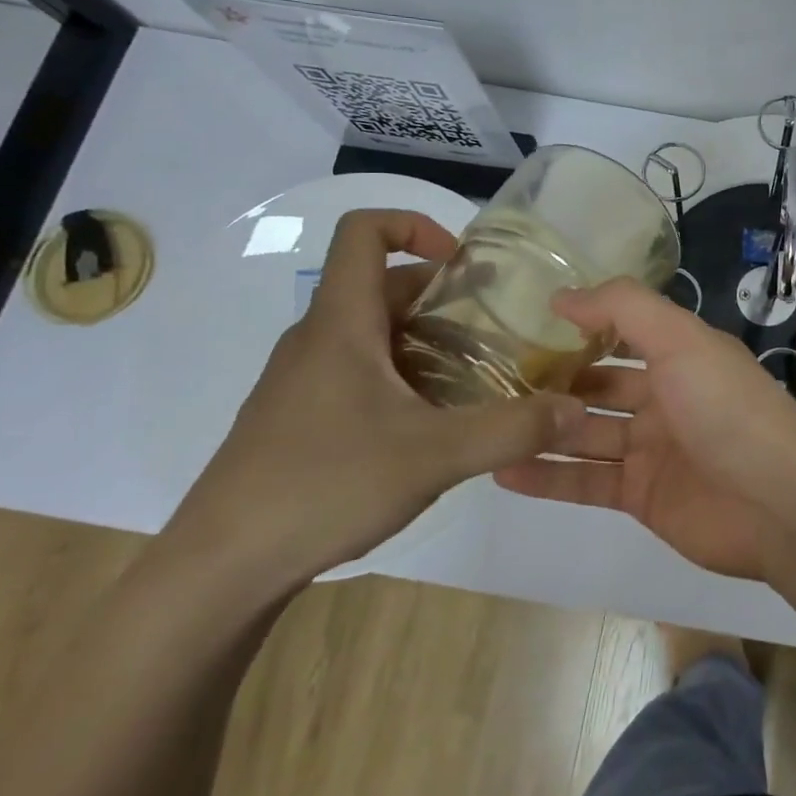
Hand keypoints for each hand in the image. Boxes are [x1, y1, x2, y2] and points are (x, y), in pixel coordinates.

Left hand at [167, 209, 586, 588]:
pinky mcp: (300, 416)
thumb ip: (511, 430)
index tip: (464, 264)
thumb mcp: (433, 456)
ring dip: (426, 338)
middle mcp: (318, 339)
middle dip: (444, 295)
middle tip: (496, 328)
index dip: (415, 224)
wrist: (219, 570)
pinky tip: (432, 424)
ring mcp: (303, 379)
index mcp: (340, 323)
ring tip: (476, 375)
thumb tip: (576, 409)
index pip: (363, 230)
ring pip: (373, 331)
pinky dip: (403, 373)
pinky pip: (359, 369)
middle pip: (382, 284)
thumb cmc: (322, 487)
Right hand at [493, 279, 795, 580]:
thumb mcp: (679, 338)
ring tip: (486, 423)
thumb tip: (562, 295)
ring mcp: (652, 450)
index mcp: (679, 355)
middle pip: (598, 387)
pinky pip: (586, 483)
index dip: (578, 330)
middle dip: (552, 382)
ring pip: (586, 435)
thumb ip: (622, 307)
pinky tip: (502, 470)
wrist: (775, 500)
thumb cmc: (725, 406)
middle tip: (491, 380)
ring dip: (542, 429)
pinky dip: (548, 478)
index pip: (620, 334)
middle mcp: (665, 398)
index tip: (523, 325)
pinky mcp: (642, 496)